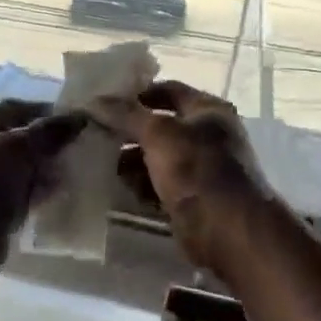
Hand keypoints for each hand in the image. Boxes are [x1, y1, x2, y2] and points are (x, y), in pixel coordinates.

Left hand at [0, 99, 87, 291]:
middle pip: (14, 140)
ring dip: (44, 170)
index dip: (43, 111)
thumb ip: (49, 132)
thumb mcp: (18, 150)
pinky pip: (18, 195)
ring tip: (75, 171)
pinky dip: (37, 194)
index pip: (10, 109)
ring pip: (18, 170)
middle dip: (46, 143)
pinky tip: (60, 195)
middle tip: (79, 147)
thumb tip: (80, 117)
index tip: (74, 120)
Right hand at [90, 81, 270, 275]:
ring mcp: (200, 169)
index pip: (169, 91)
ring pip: (157, 158)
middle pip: (160, 126)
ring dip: (131, 160)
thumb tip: (94, 101)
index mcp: (208, 111)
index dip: (137, 93)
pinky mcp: (190, 198)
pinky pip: (158, 185)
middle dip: (129, 131)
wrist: (227, 230)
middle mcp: (207, 136)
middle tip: (96, 134)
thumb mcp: (159, 134)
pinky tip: (118, 188)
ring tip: (101, 163)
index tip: (105, 102)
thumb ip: (126, 115)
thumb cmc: (197, 170)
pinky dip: (140, 185)